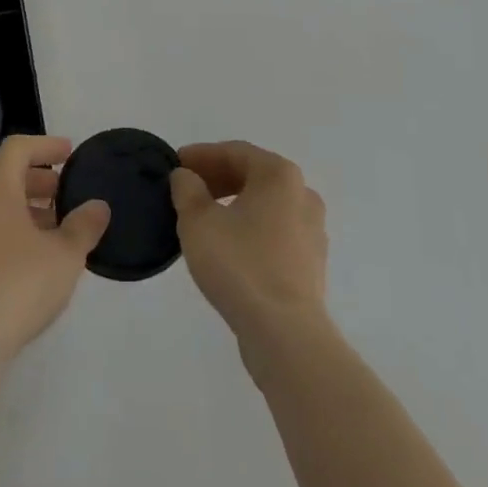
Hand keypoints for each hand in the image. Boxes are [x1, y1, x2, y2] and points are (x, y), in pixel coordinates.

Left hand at [0, 134, 109, 368]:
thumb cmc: (16, 286)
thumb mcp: (65, 256)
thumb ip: (84, 225)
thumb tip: (98, 206)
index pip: (18, 147)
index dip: (46, 146)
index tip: (69, 153)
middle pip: (2, 175)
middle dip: (35, 180)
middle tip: (63, 194)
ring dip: (19, 209)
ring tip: (49, 230)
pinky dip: (0, 232)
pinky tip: (21, 261)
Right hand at [170, 141, 328, 357]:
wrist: (285, 334)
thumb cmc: (240, 265)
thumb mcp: (198, 222)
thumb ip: (187, 190)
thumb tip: (186, 176)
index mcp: (280, 175)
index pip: (235, 152)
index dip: (201, 155)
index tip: (175, 164)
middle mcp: (302, 194)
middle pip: (253, 175)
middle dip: (217, 178)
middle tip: (186, 189)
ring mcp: (312, 230)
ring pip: (265, 205)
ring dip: (233, 204)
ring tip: (202, 219)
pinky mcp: (311, 262)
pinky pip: (275, 232)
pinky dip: (249, 229)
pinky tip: (227, 247)